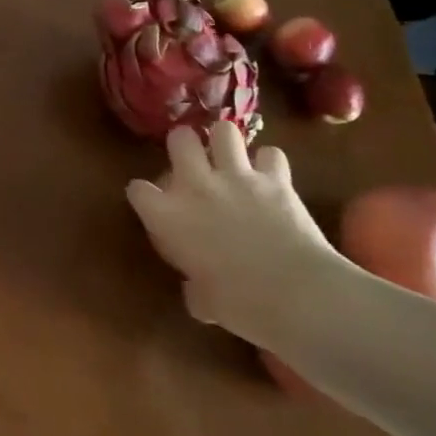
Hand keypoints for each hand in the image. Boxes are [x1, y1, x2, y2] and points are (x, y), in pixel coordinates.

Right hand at [125, 121, 355, 346]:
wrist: (296, 294)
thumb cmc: (239, 305)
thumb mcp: (203, 302)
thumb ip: (194, 287)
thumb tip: (197, 289)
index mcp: (168, 216)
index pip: (138, 190)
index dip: (144, 195)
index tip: (152, 204)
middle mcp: (196, 185)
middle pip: (179, 139)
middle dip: (183, 144)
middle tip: (191, 161)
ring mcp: (237, 177)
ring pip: (224, 130)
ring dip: (226, 142)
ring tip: (230, 157)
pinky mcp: (276, 179)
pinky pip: (271, 154)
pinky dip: (270, 164)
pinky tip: (270, 177)